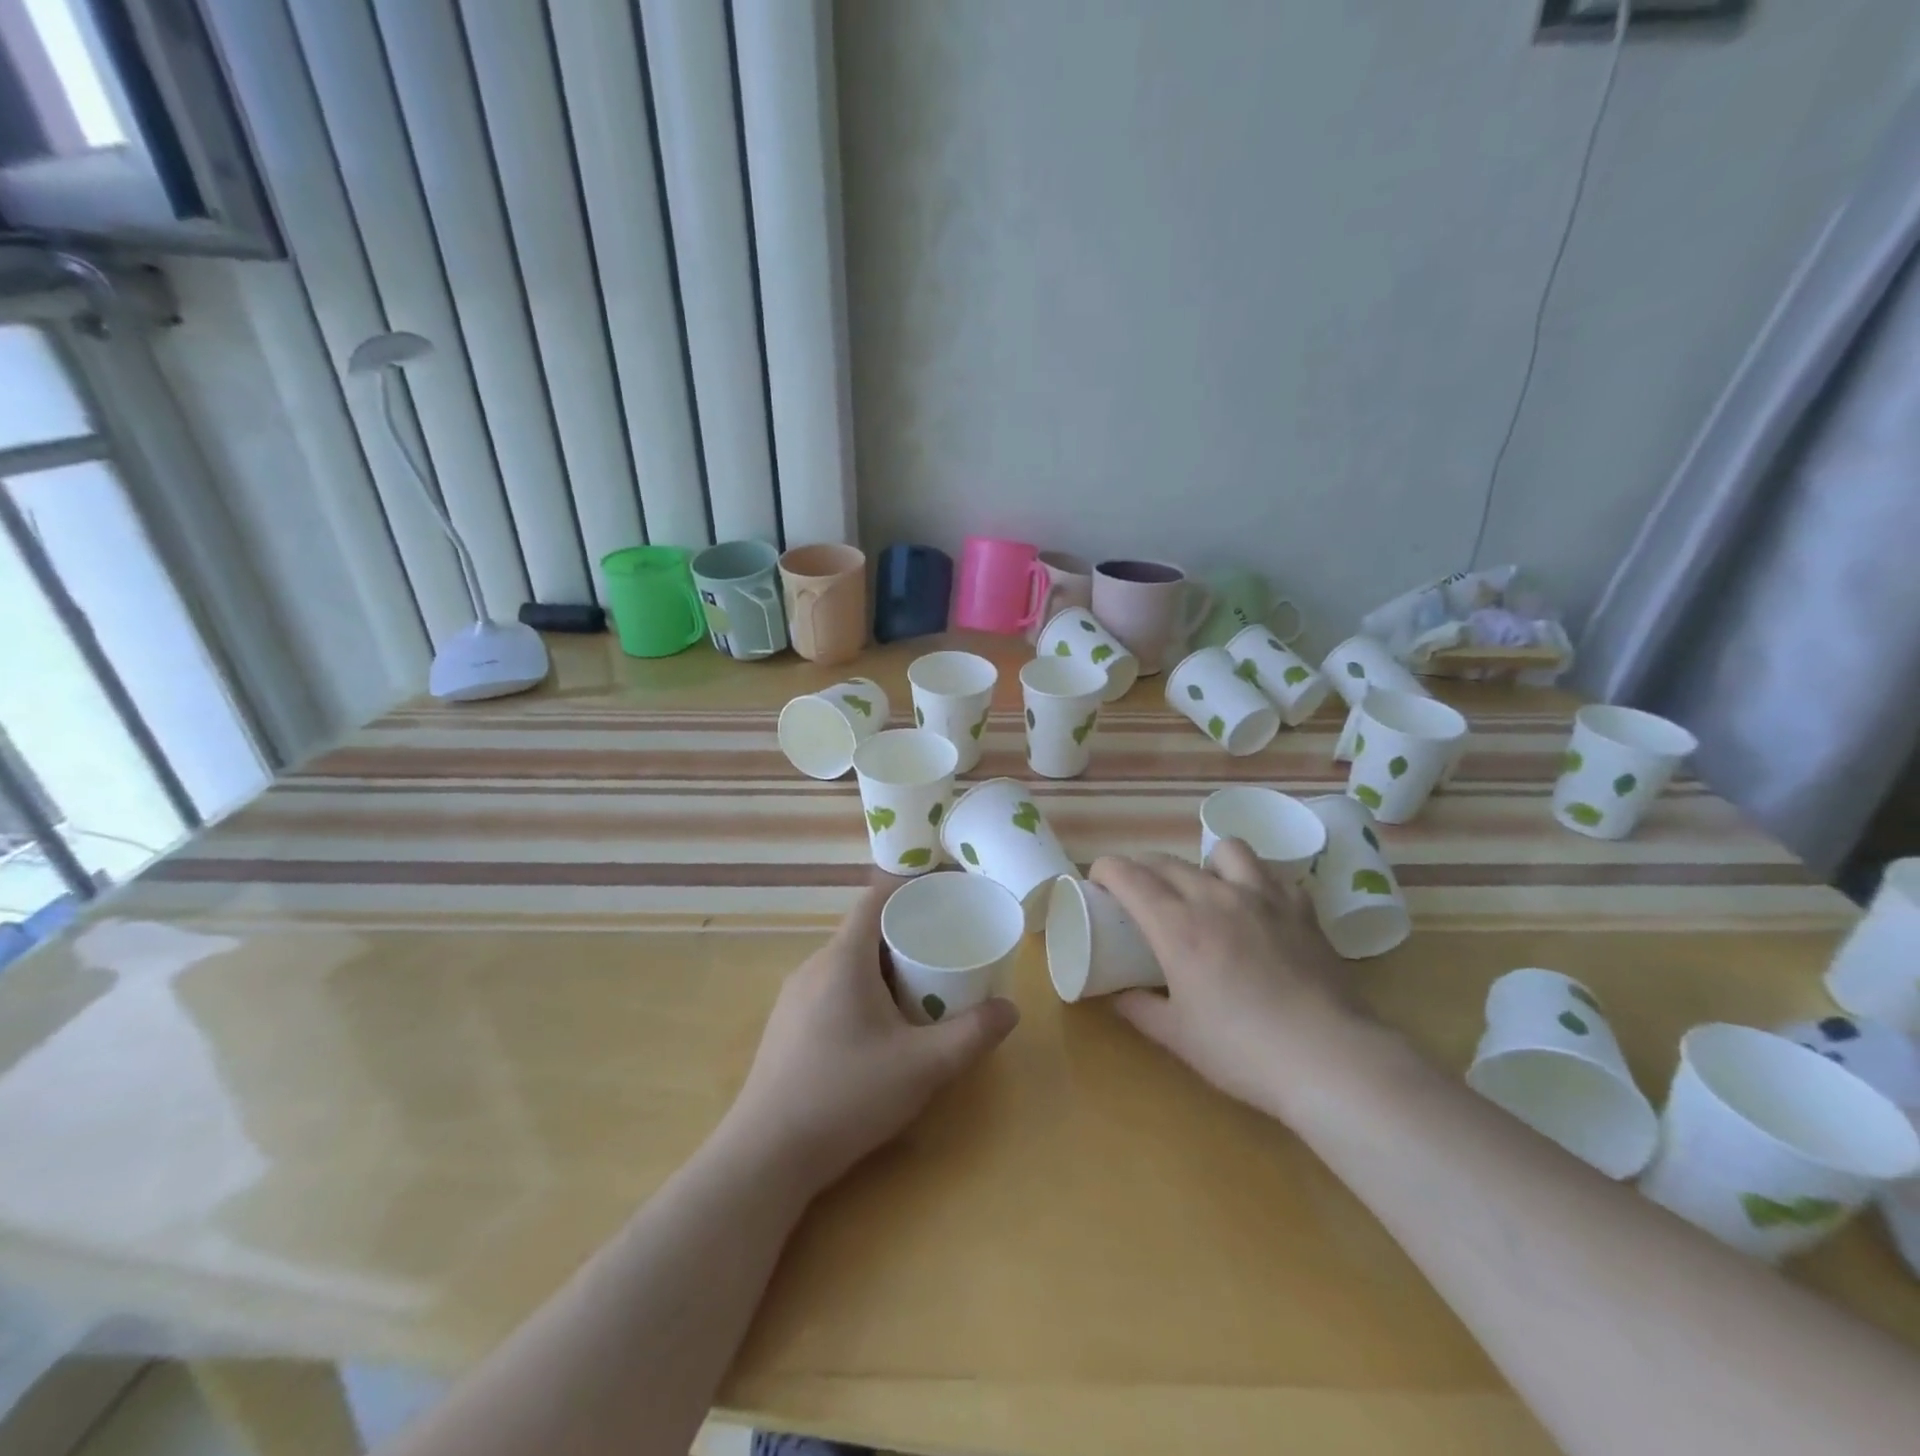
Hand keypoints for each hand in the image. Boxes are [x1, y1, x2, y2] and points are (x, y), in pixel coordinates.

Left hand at [719, 879, 1019, 1199]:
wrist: (766, 1155)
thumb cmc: (847, 1095)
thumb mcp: (923, 1067)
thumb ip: (972, 1035)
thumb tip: (1009, 1009)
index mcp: (843, 958)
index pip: (876, 898)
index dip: (910, 890)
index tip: (945, 899)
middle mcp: (814, 966)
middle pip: (864, 931)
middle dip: (906, 935)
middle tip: (945, 952)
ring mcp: (794, 996)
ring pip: (847, 962)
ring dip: (884, 967)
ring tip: (921, 990)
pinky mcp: (787, 1025)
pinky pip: (831, 988)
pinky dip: (862, 990)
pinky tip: (879, 1029)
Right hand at [1093, 843, 1364, 1118]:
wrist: (1328, 1059)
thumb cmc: (1242, 1050)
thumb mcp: (1178, 1036)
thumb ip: (1139, 1009)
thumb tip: (1117, 995)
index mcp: (1177, 925)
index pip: (1128, 874)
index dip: (1105, 869)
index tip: (1098, 881)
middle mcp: (1214, 897)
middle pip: (1167, 861)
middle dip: (1142, 868)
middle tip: (1137, 894)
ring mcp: (1262, 897)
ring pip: (1224, 849)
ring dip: (1203, 862)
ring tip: (1204, 889)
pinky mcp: (1300, 908)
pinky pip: (1270, 873)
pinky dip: (1254, 880)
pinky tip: (1255, 905)